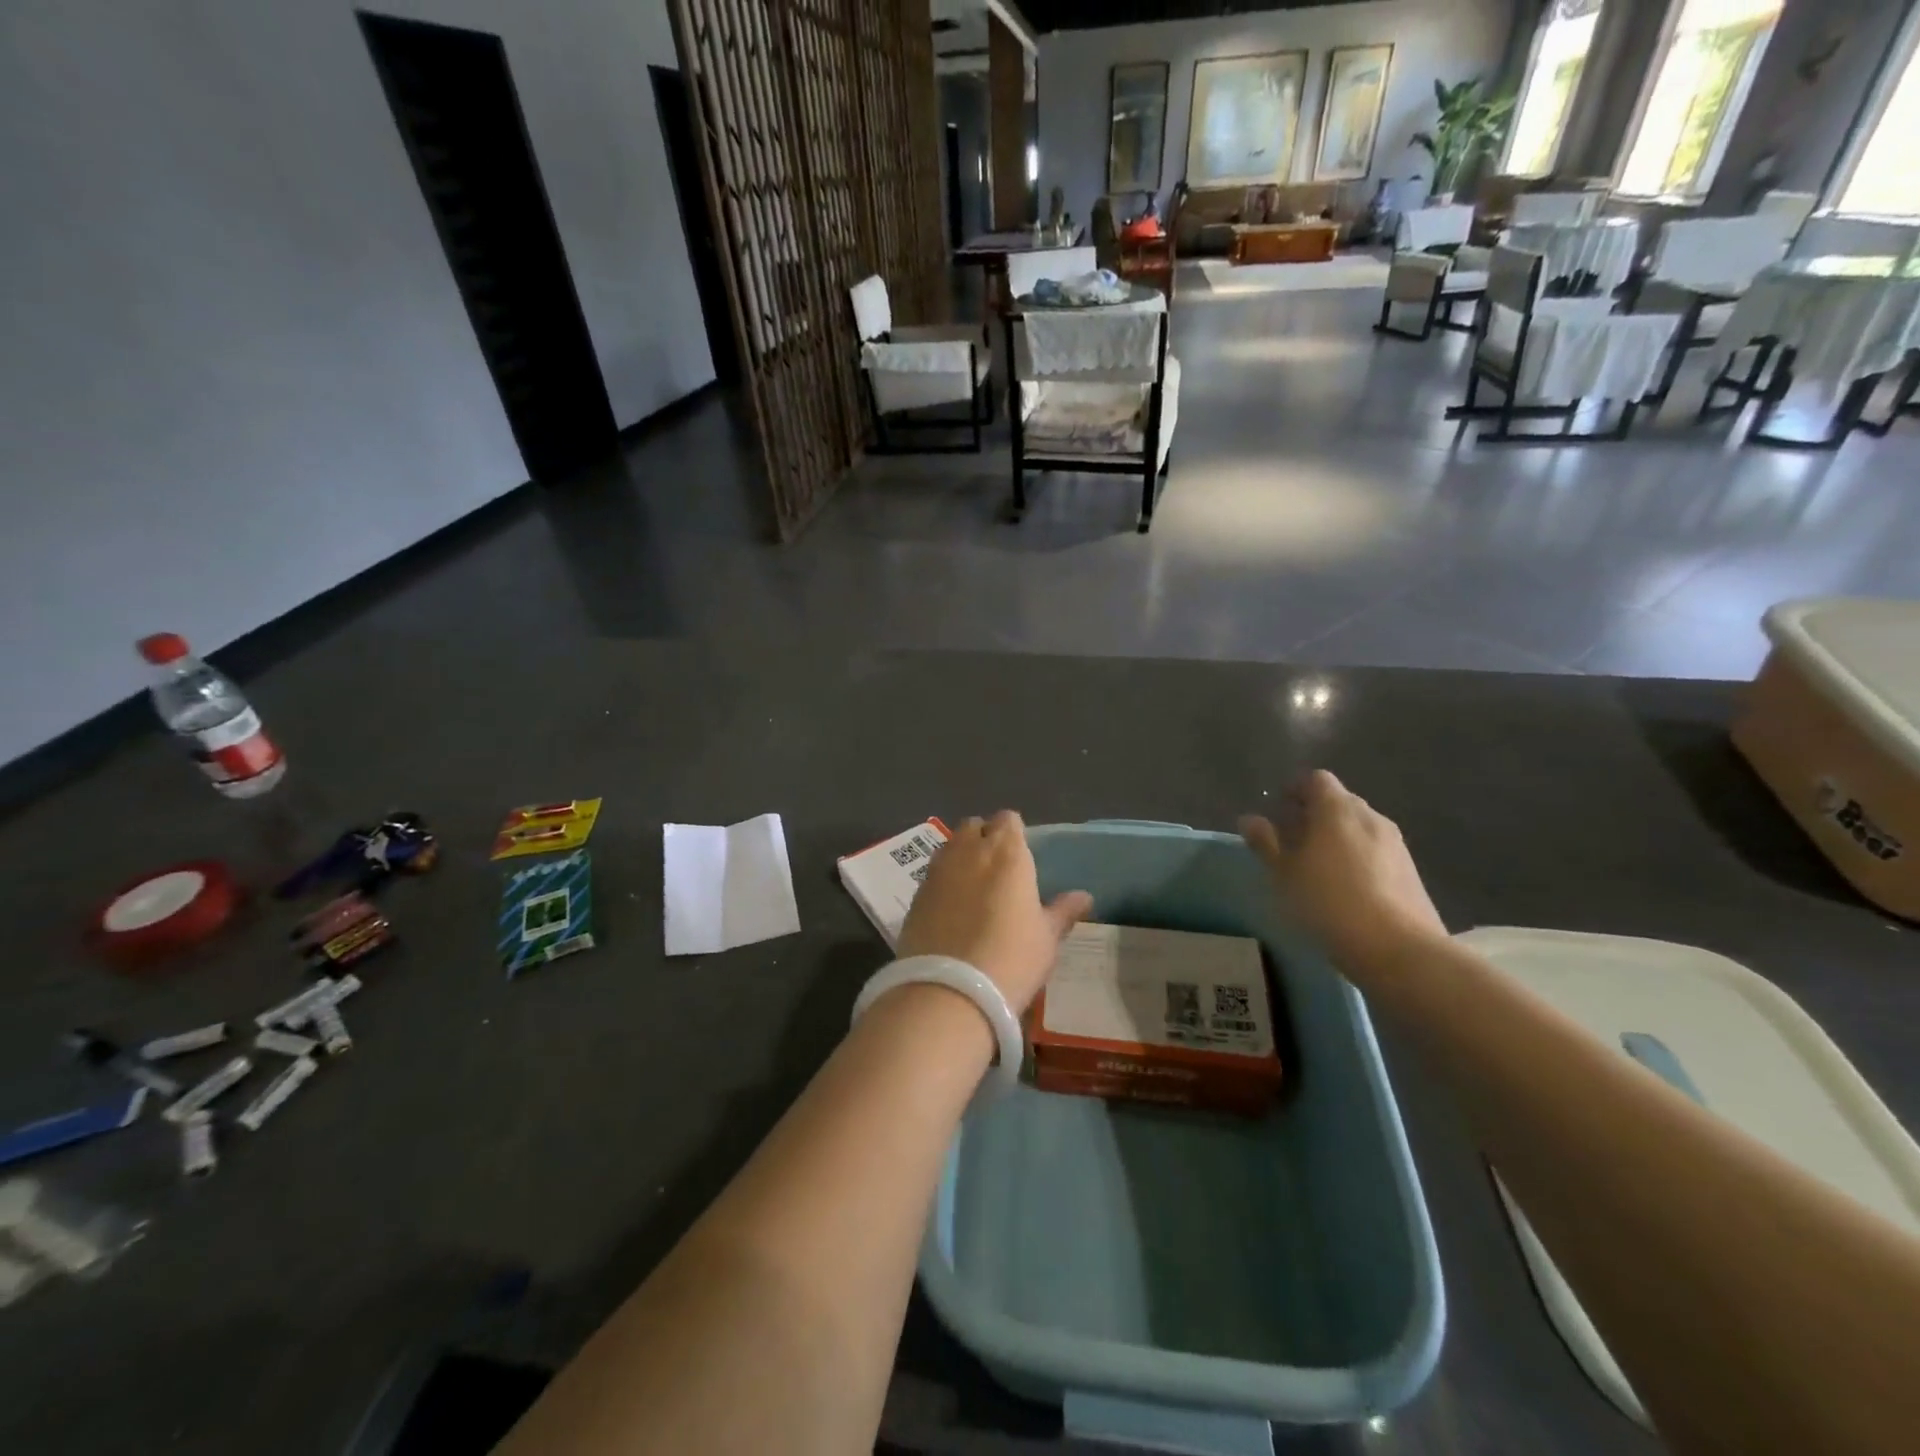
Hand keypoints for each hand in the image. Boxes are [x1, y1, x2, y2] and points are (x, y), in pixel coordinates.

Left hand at [897, 812, 1092, 1013]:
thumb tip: (1084, 896)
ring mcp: (937, 870)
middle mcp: (968, 851)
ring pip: (950, 846)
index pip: (1008, 819)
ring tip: (973, 887)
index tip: (1021, 855)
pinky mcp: (914, 894)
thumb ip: (1062, 911)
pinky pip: (932, 874)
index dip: (1014, 833)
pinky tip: (951, 909)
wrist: (948, 992)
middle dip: (984, 838)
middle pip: (974, 826)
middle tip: (997, 869)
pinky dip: (942, 881)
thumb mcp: (1046, 939)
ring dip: (961, 856)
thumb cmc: (1011, 959)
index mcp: (1007, 852)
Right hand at [1241, 771, 1446, 972]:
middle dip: (1315, 813)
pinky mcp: (1411, 869)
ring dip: (1337, 836)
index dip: (1296, 789)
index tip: (1279, 810)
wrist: (1398, 948)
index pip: (1316, 779)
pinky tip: (1346, 887)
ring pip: (1359, 827)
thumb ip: (1265, 843)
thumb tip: (1249, 819)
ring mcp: (1395, 843)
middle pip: (1339, 801)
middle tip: (1292, 840)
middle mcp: (1369, 816)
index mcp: (1337, 809)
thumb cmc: (1328, 902)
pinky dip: (1357, 856)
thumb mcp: (1284, 875)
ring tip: (1317, 866)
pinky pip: (1376, 850)